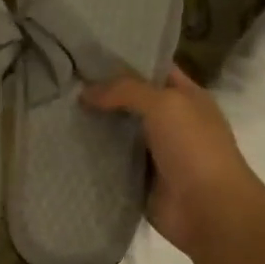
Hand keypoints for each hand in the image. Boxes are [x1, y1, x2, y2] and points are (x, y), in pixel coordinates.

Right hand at [81, 67, 264, 256]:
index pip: (154, 70)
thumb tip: (85, 93)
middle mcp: (172, 122)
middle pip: (132, 101)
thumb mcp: (164, 104)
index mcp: (186, 97)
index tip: (89, 54)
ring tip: (56, 110)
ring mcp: (156, 153)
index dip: (126, 60)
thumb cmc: (194, 148)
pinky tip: (66, 144)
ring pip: (119, 132)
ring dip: (95, 125)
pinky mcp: (140, 180)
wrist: (208, 209)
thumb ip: (125, 91)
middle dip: (102, 93)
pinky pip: (112, 163)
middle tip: (64, 82)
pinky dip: (93, 157)